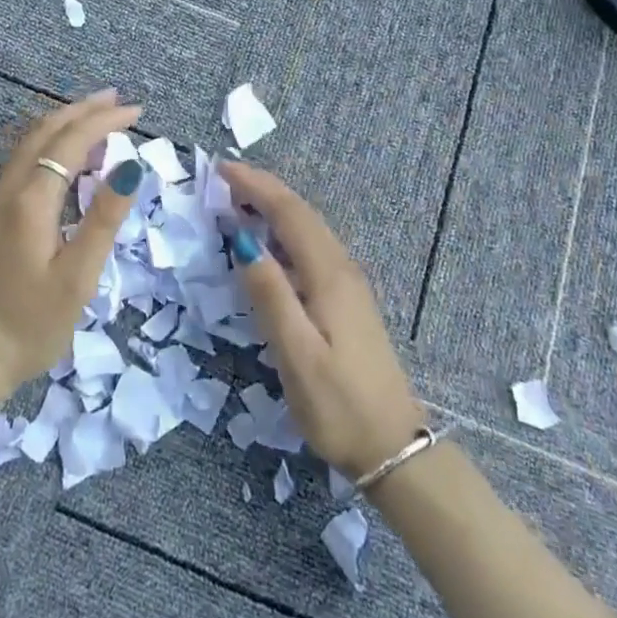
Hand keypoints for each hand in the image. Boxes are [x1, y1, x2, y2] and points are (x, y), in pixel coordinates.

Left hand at [0, 90, 144, 393]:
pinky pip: (24, 161)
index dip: (104, 121)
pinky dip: (51, 145)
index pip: (71, 141)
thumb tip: (129, 167)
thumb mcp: (77, 277)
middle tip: (118, 100)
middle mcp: (9, 190)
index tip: (138, 113)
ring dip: (65, 123)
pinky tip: (67, 158)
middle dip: (83, 110)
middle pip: (45, 131)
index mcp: (31, 200)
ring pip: (30, 143)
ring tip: (98, 118)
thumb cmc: (30, 324)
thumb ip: (103, 219)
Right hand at [223, 162, 424, 478]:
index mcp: (329, 275)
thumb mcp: (297, 354)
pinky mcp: (346, 301)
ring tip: (239, 200)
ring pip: (308, 229)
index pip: (290, 213)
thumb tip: (243, 241)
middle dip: (264, 189)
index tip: (222, 168)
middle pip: (301, 214)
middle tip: (224, 177)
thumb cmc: (339, 405)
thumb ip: (270, 295)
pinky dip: (284, 232)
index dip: (256, 186)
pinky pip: (311, 248)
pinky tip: (269, 244)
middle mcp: (341, 269)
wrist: (394, 448)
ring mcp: (347, 285)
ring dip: (274, 207)